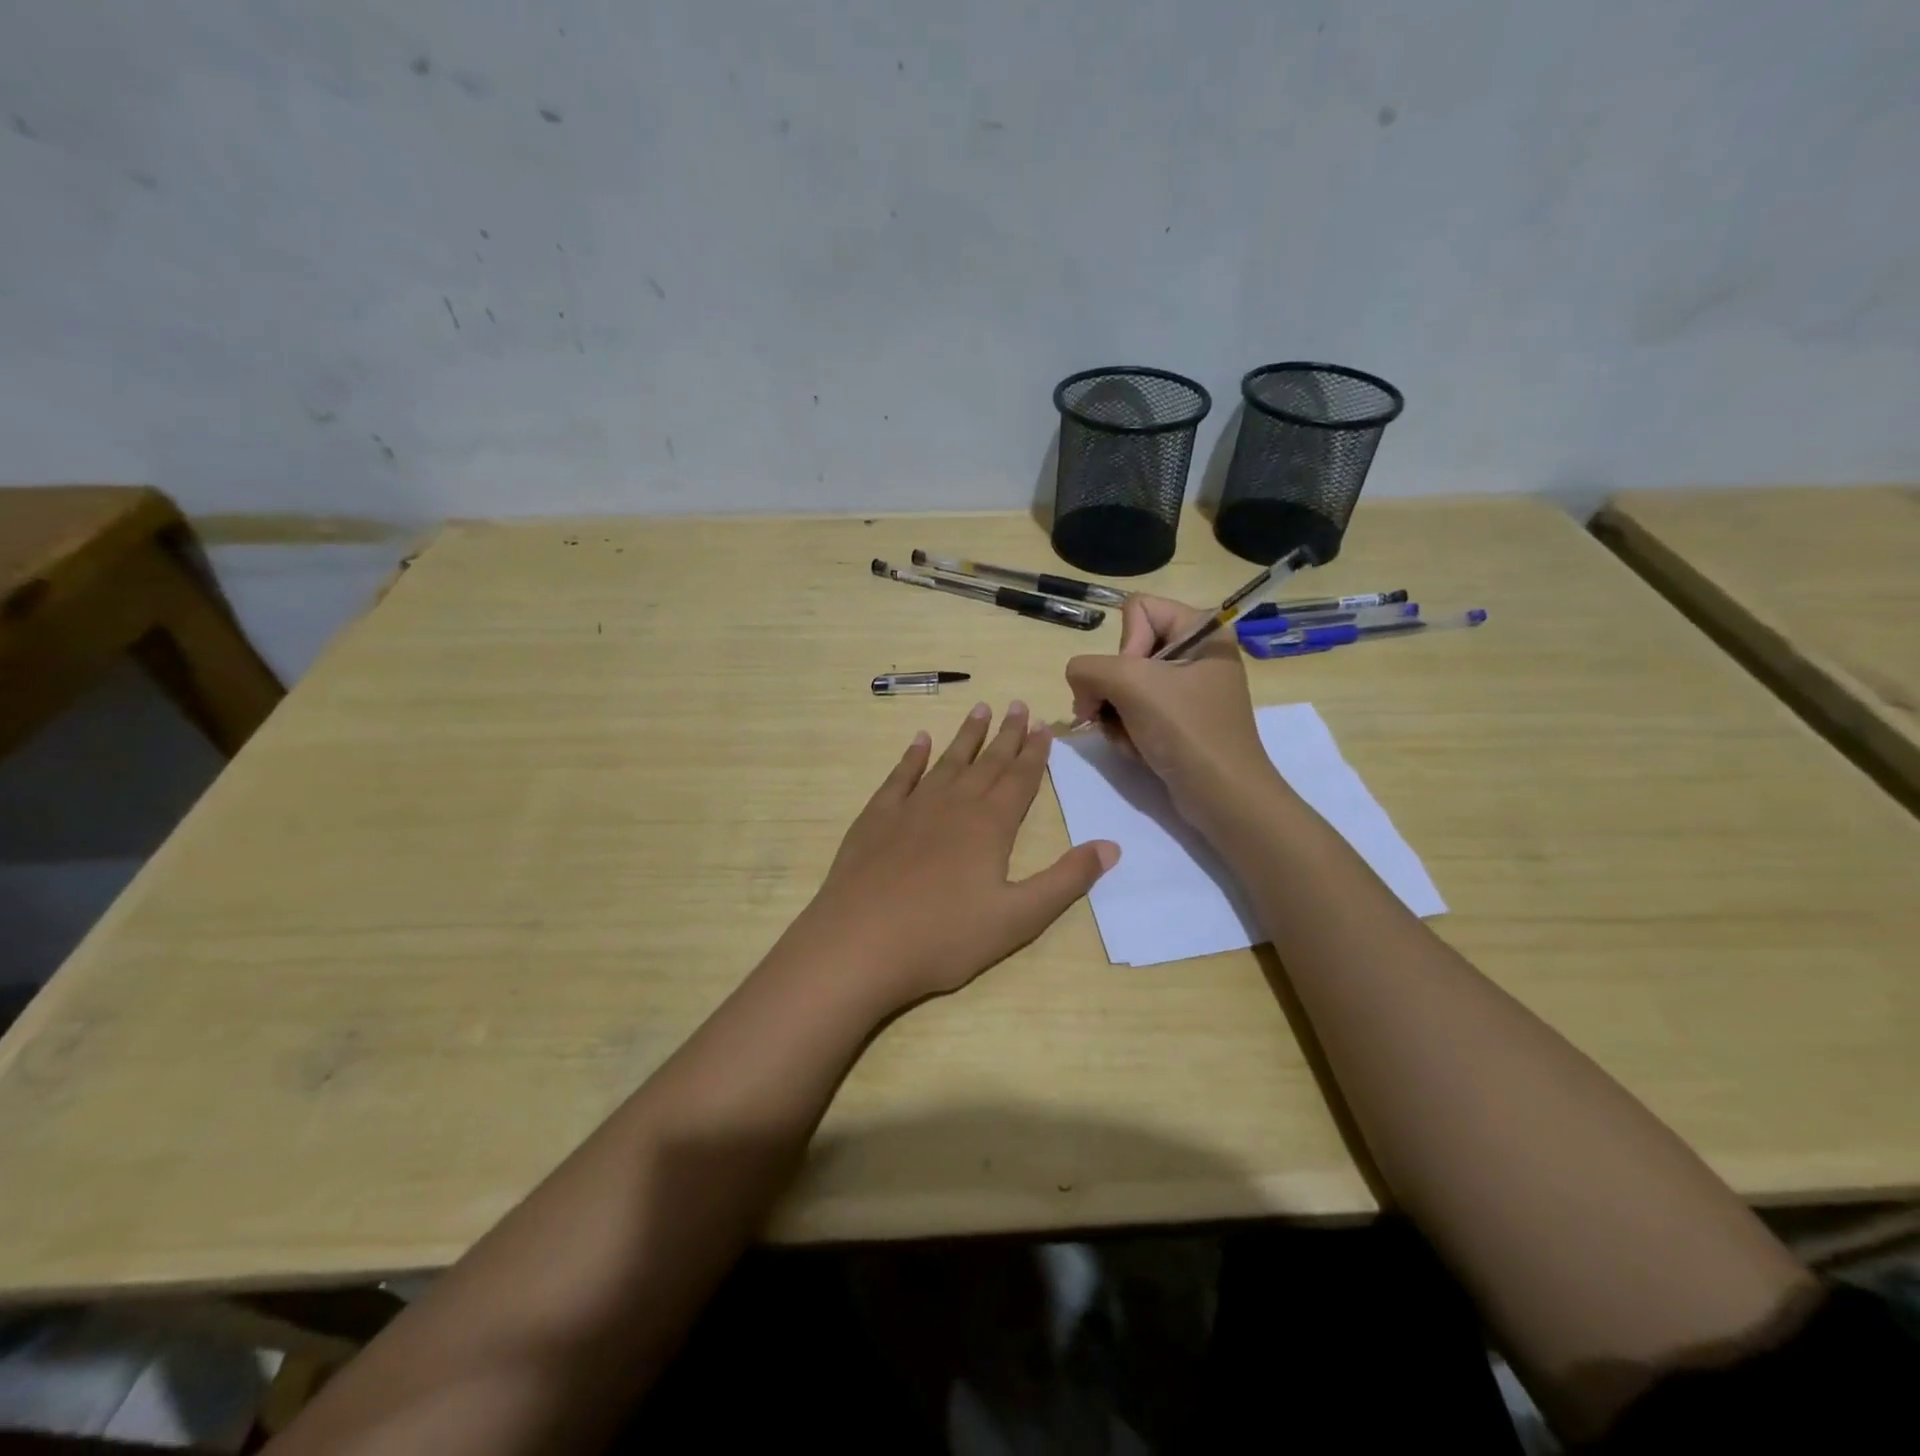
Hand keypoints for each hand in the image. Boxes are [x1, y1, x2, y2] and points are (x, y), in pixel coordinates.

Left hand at [782, 701, 1118, 1016]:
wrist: (859, 944)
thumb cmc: (944, 937)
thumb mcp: (1018, 918)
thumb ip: (1065, 880)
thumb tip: (1111, 846)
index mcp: (990, 826)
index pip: (1020, 779)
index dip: (1035, 753)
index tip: (1044, 726)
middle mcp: (953, 805)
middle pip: (986, 763)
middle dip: (1006, 734)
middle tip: (1019, 705)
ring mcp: (911, 808)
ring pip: (947, 761)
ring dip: (966, 736)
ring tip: (980, 708)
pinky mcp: (876, 818)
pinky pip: (899, 776)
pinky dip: (912, 756)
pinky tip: (919, 740)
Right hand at [1065, 595, 1279, 822]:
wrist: (1222, 796)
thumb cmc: (1186, 730)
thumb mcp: (1131, 685)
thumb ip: (1088, 668)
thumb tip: (1080, 685)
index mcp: (1202, 630)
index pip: (1137, 610)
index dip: (1125, 645)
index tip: (1134, 681)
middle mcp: (1196, 654)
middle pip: (1126, 651)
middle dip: (1112, 688)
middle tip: (1113, 716)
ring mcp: (1187, 690)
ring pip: (1123, 685)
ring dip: (1115, 715)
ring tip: (1129, 738)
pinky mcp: (1179, 721)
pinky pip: (1135, 712)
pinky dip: (1126, 731)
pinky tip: (1136, 750)